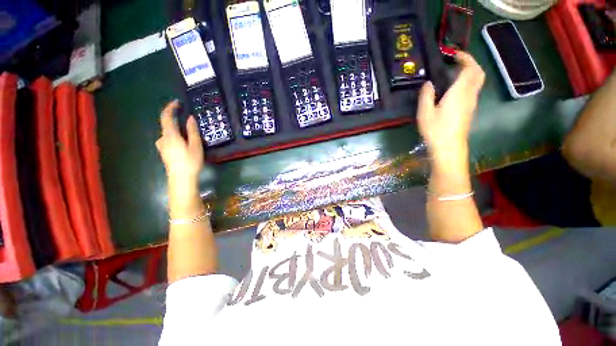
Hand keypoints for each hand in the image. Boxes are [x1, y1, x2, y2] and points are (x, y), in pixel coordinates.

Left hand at [156, 100, 203, 183]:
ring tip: (189, 136)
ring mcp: (162, 146)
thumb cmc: (190, 161)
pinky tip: (183, 144)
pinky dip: (175, 136)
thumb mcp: (195, 145)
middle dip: (176, 120)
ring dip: (177, 130)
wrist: (181, 178)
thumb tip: (190, 118)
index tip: (177, 102)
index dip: (170, 108)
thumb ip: (192, 131)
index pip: (166, 117)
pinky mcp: (164, 151)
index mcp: (170, 135)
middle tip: (188, 121)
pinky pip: (168, 139)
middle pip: (167, 124)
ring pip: (168, 133)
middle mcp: (163, 138)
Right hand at [417, 52, 484, 159]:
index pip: (469, 68)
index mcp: (459, 92)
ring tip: (455, 72)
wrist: (449, 147)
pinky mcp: (470, 110)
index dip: (464, 58)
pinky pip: (473, 89)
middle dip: (471, 63)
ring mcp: (472, 102)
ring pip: (477, 81)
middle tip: (457, 61)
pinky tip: (455, 88)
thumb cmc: (436, 129)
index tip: (454, 53)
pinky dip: (468, 82)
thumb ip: (426, 95)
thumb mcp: (425, 113)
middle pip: (478, 73)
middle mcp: (470, 94)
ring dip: (470, 72)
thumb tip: (428, 83)